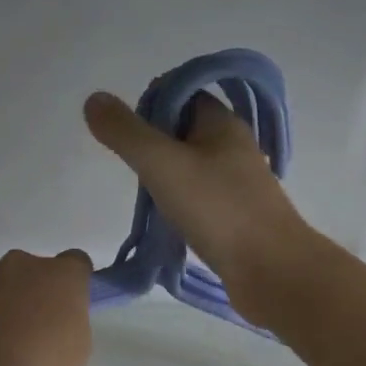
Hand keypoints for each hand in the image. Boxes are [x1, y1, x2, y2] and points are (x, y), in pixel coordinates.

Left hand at [0, 249, 93, 365]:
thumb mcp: (76, 350)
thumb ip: (67, 320)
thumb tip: (51, 318)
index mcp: (60, 276)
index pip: (74, 263)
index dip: (68, 285)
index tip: (63, 307)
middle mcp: (19, 263)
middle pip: (27, 269)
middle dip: (25, 291)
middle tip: (21, 329)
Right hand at [84, 90, 317, 324]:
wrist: (272, 270)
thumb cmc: (218, 210)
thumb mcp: (163, 165)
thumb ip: (126, 133)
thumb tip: (93, 99)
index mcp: (222, 123)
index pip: (181, 95)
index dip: (150, 106)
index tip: (128, 138)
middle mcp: (234, 147)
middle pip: (184, 132)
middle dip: (154, 147)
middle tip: (137, 173)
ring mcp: (238, 184)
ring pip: (191, 168)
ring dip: (166, 180)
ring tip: (149, 201)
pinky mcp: (238, 216)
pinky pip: (201, 199)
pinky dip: (181, 205)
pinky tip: (169, 223)